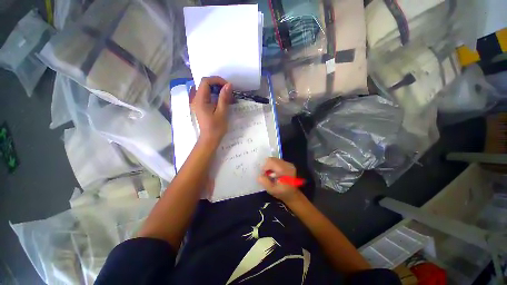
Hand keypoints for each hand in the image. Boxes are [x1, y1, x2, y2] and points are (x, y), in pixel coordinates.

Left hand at [191, 76, 232, 145]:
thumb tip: (229, 85)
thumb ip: (224, 98)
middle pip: (205, 84)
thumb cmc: (216, 127)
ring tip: (227, 96)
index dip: (217, 80)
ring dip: (217, 90)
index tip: (228, 86)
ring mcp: (197, 102)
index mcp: (200, 100)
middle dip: (218, 84)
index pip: (205, 81)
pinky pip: (207, 95)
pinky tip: (222, 100)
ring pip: (206, 89)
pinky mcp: (200, 106)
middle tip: (229, 91)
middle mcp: (196, 99)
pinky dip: (215, 95)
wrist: (210, 139)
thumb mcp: (222, 112)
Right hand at [257, 158, 301, 202]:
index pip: (271, 161)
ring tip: (270, 174)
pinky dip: (273, 166)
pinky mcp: (288, 164)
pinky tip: (274, 173)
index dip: (264, 166)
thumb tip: (259, 175)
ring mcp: (288, 164)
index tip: (263, 174)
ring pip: (274, 159)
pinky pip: (277, 161)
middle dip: (266, 166)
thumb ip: (265, 182)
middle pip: (272, 159)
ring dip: (270, 166)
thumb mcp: (271, 190)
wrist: (292, 195)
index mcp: (284, 170)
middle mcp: (287, 165)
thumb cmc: (282, 193)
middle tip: (266, 174)